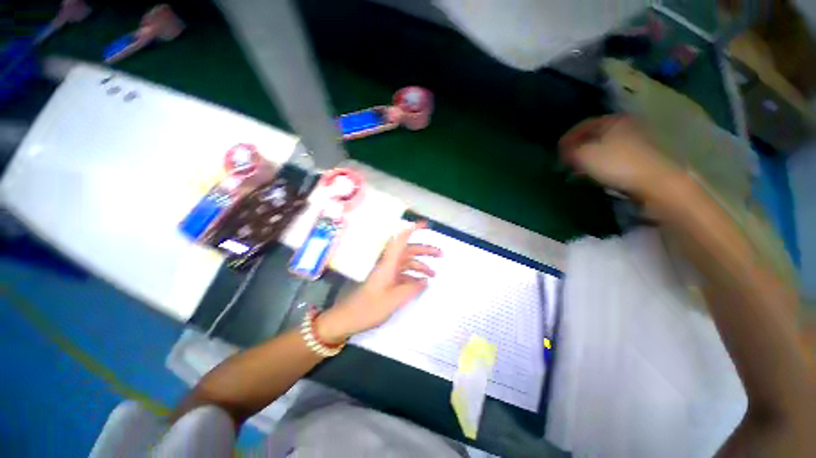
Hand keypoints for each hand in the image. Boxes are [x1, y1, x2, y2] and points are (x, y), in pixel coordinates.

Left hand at [317, 222, 440, 343]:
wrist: (347, 318)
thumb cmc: (369, 308)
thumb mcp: (395, 300)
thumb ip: (412, 289)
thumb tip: (425, 281)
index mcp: (388, 263)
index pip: (401, 240)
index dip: (413, 229)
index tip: (426, 225)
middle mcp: (388, 264)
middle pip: (408, 251)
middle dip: (424, 250)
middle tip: (441, 254)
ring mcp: (387, 273)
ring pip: (406, 263)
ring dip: (420, 266)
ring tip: (434, 274)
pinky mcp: (386, 281)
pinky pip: (402, 274)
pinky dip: (413, 277)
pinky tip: (421, 284)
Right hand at [559, 115, 680, 196]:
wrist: (655, 182)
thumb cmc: (616, 163)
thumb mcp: (583, 155)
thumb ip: (569, 150)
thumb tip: (564, 150)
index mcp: (613, 120)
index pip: (583, 125)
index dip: (567, 138)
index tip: (557, 152)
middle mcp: (627, 126)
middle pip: (595, 136)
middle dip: (579, 148)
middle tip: (567, 161)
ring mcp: (637, 141)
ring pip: (605, 147)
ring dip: (590, 157)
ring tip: (579, 170)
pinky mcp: (642, 157)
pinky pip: (615, 157)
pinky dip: (602, 163)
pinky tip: (596, 173)